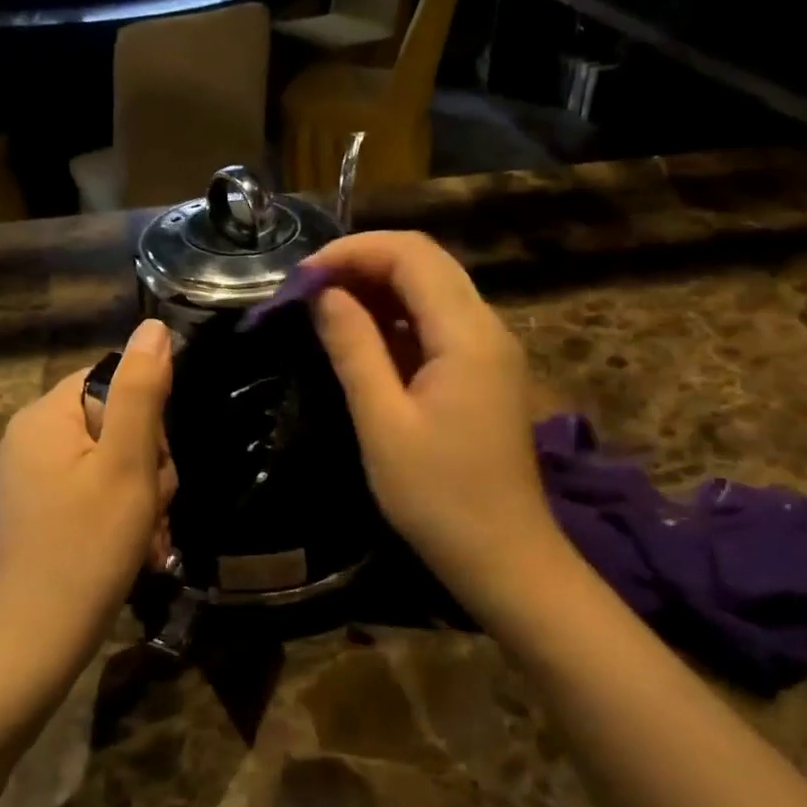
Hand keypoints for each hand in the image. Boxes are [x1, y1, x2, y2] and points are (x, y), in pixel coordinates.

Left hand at [0, 319, 174, 668]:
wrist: (40, 638)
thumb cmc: (89, 545)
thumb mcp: (127, 464)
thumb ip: (142, 391)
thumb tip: (155, 327)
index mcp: (43, 415)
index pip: (113, 380)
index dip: (149, 417)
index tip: (155, 462)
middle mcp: (29, 436)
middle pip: (114, 420)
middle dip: (147, 461)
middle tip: (151, 504)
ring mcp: (30, 474)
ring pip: (111, 458)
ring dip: (141, 490)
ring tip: (144, 531)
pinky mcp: (39, 506)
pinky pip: (93, 486)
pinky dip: (120, 508)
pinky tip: (132, 543)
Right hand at [307, 232, 558, 603]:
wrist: (504, 555)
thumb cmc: (438, 497)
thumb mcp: (383, 423)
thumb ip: (354, 349)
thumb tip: (324, 294)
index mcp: (467, 333)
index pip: (411, 255)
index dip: (353, 251)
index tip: (302, 277)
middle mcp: (488, 327)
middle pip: (426, 264)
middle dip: (364, 264)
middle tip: (308, 290)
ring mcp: (491, 350)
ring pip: (434, 292)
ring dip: (380, 290)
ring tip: (326, 309)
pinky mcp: (485, 373)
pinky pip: (440, 325)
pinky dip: (398, 320)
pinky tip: (363, 339)